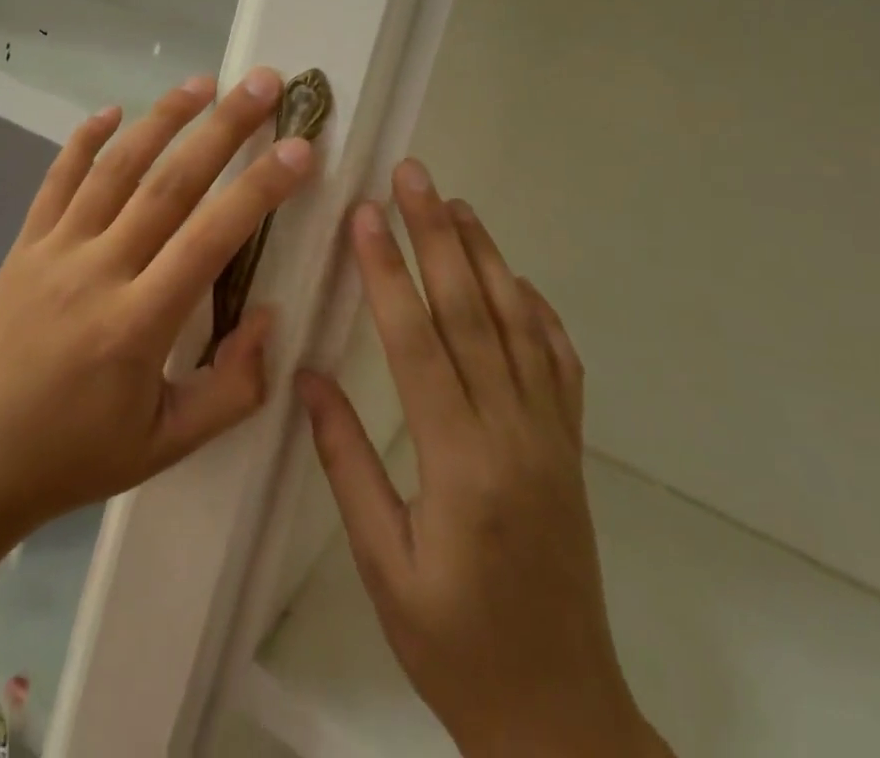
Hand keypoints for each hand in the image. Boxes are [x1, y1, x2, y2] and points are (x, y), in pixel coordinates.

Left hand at [0, 70, 315, 538]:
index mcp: (137, 324)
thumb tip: (268, 315)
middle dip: (222, 128)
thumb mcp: (168, 446)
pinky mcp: (25, 244)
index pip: (210, 239)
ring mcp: (55, 250)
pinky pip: (56, 179)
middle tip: (262, 82)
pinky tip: (112, 110)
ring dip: (162, 118)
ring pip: (115, 168)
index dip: (259, 189)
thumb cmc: (77, 455)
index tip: (299, 149)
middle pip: (169, 183)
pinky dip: (84, 140)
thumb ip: (233, 388)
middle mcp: (97, 271)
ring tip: (203, 82)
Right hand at [296, 160, 669, 757]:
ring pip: (517, 322)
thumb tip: (308, 377)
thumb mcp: (382, 565)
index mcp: (459, 462)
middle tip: (413, 176)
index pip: (416, 341)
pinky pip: (560, 361)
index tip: (364, 215)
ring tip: (456, 203)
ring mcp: (552, 434)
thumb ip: (346, 463)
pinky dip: (537, 309)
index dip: (387, 271)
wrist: (561, 716)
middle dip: (436, 234)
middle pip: (470, 311)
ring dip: (485, 255)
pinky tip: (515, 278)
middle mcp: (513, 432)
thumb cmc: (454, 644)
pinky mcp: (572, 445)